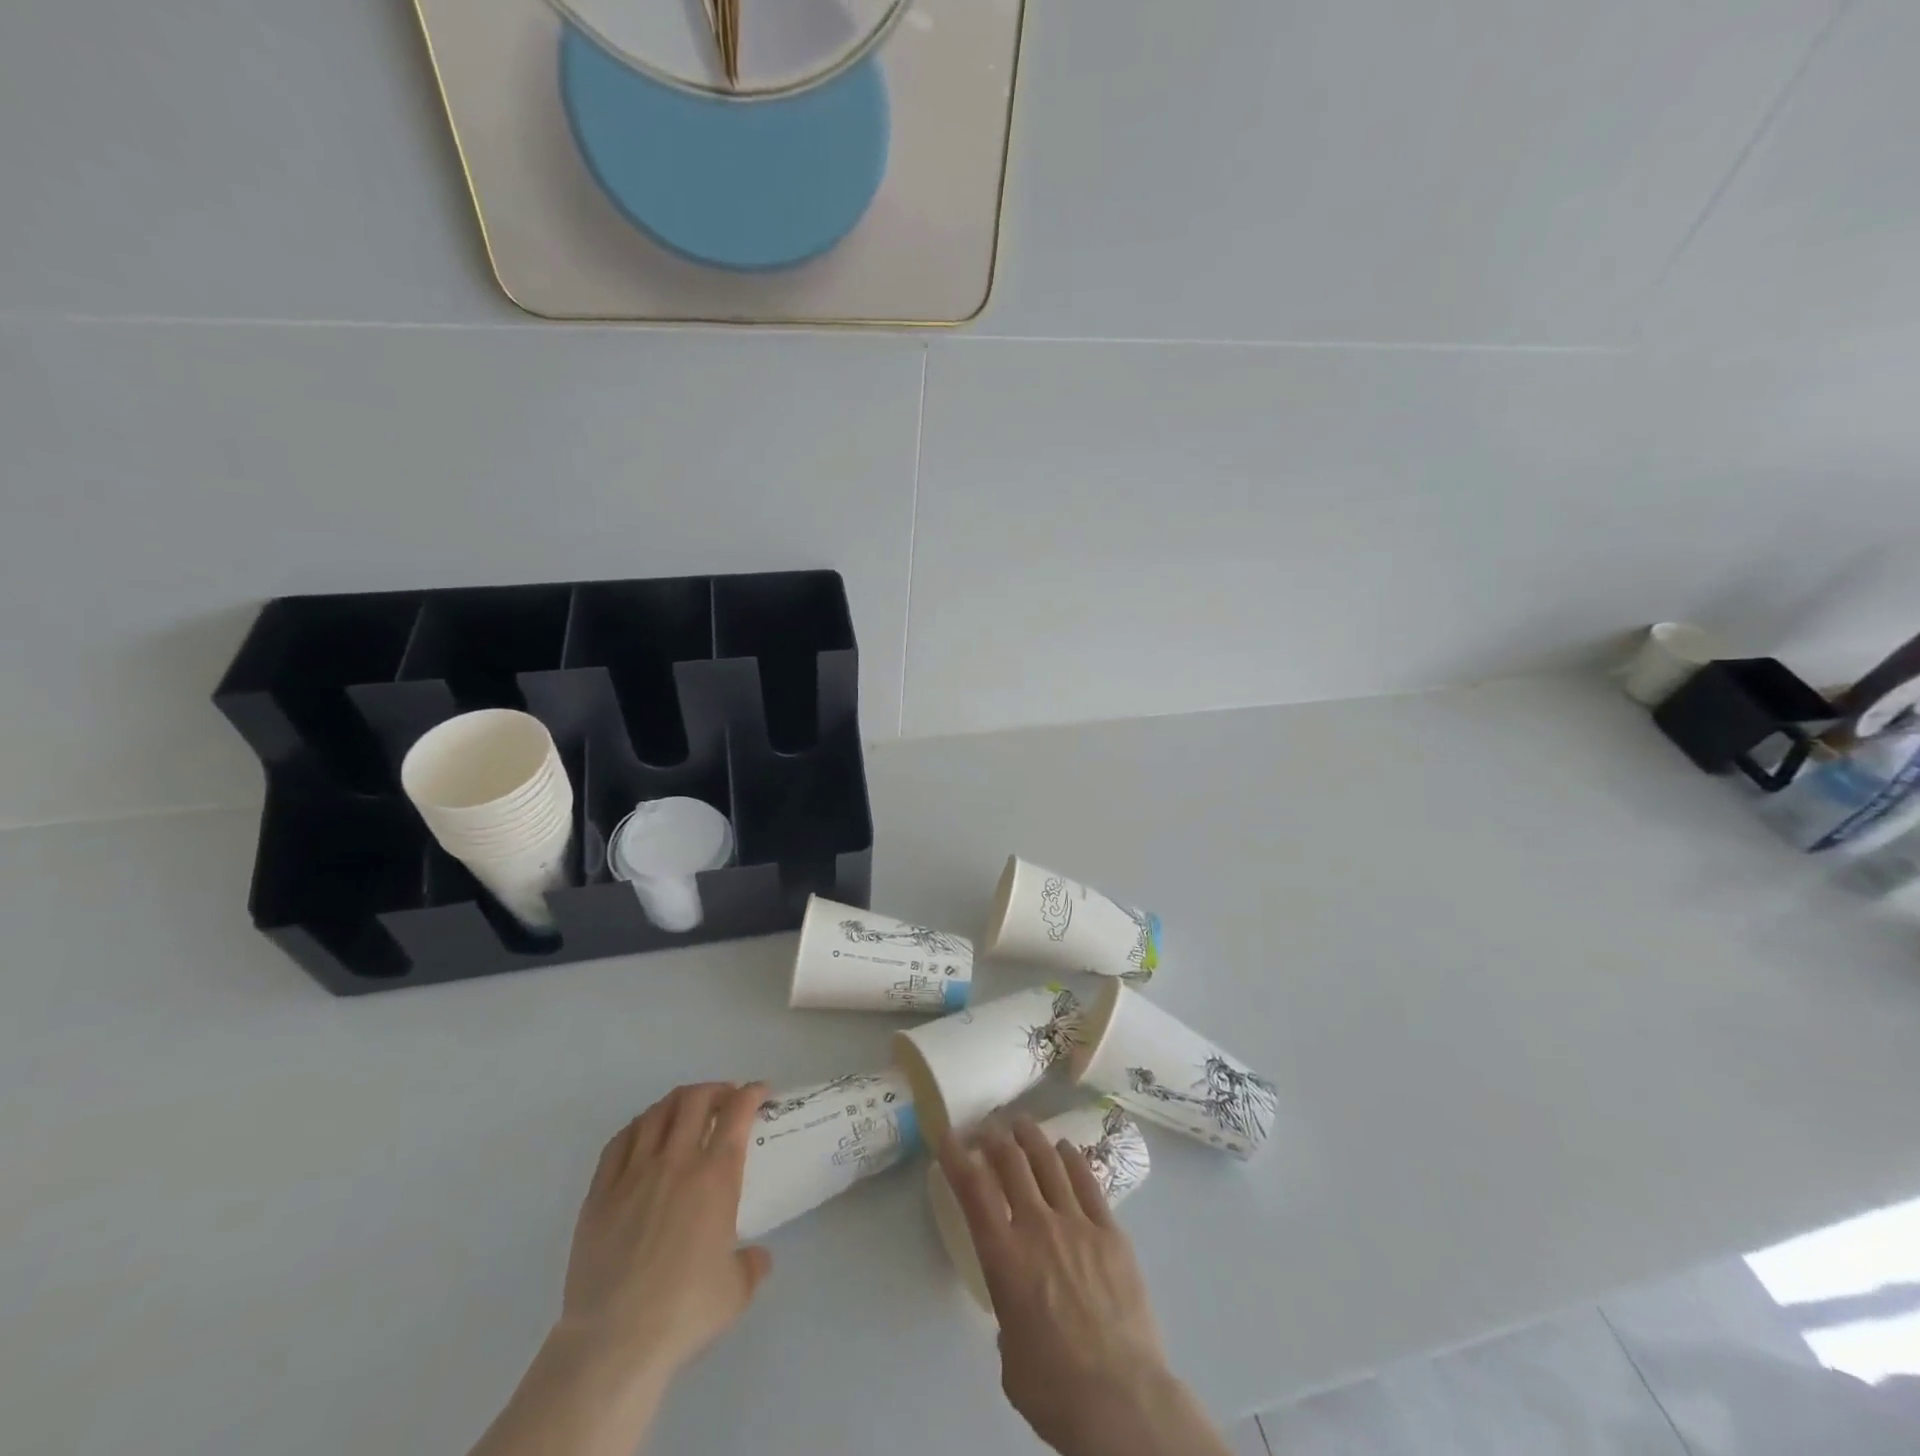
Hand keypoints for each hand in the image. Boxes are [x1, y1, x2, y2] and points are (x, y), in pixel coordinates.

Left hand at [560, 1081, 772, 1375]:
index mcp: (715, 1176)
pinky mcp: (599, 1193)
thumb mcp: (735, 1291)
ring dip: (677, 1102)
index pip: (737, 1113)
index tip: (760, 1092)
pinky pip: (619, 1142)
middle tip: (725, 1099)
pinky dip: (638, 1127)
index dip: (751, 1093)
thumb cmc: (684, 1312)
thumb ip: (752, 1265)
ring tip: (685, 1111)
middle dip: (715, 1090)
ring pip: (656, 1113)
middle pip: (695, 1100)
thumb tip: (757, 1257)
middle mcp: (676, 1162)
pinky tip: (643, 1134)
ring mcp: (634, 1174)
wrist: (614, 1342)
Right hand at [936, 1116, 1231, 1455]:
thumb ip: (1008, 1314)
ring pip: (1049, 1162)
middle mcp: (1037, 1227)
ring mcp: (1077, 1224)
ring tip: (1021, 1124)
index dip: (956, 1156)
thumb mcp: (1010, 1354)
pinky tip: (1066, 1148)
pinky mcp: (1111, 1232)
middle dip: (994, 1138)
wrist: (1120, 1400)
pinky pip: (1088, 1183)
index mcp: (1004, 1257)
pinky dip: (1072, 1159)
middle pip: (1012, 1162)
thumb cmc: (1054, 1389)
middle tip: (987, 1128)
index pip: (973, 1190)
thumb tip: (1019, 1308)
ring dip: (1031, 1137)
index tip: (947, 1134)